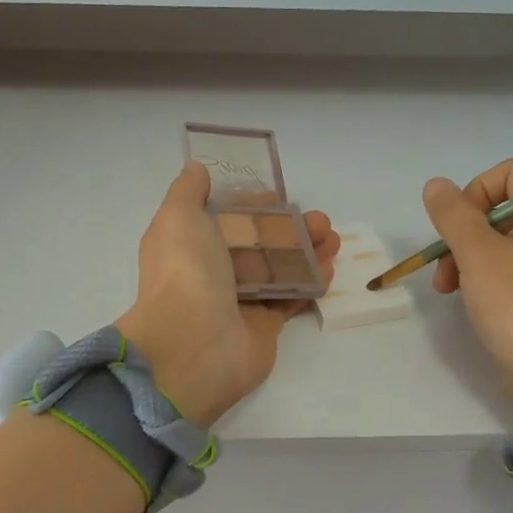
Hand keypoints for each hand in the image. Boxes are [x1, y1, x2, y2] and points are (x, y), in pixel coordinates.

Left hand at [115, 162, 340, 425]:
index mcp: (190, 245)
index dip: (253, 206)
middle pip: (259, 244)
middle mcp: (213, 272)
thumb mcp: (178, 217)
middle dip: (290, 228)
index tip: (280, 196)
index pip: (226, 218)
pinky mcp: (264, 326)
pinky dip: (311, 283)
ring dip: (307, 252)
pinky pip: (291, 300)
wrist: (194, 344)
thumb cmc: (185, 273)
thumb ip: (188, 191)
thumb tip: (197, 168)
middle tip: (321, 220)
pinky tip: (330, 268)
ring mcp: (240, 301)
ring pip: (279, 270)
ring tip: (334, 239)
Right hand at [424, 158, 512, 435]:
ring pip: (508, 241)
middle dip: (465, 233)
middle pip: (505, 209)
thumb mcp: (475, 254)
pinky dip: (492, 277)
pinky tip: (474, 302)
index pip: (511, 172)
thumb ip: (452, 214)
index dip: (475, 191)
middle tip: (444, 268)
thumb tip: (437, 185)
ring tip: (449, 289)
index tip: (456, 227)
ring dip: (471, 258)